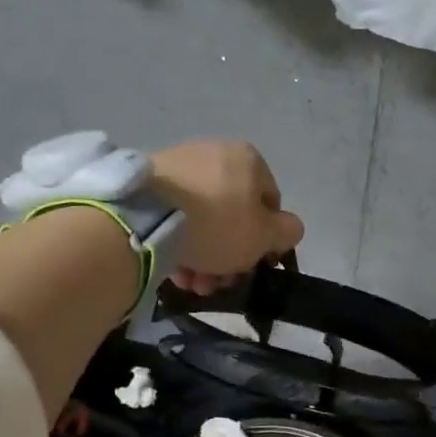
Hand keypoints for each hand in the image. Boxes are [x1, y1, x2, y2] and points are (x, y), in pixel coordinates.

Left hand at [150, 141, 303, 295]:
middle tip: (218, 283)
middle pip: (232, 214)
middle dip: (228, 254)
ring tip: (192, 283)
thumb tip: (289, 228)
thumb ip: (286, 232)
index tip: (251, 266)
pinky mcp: (148, 181)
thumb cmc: (217, 223)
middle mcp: (214, 153)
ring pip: (201, 218)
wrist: (147, 215)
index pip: (269, 202)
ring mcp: (178, 165)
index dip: (265, 239)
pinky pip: (173, 216)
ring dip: (203, 255)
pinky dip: (177, 242)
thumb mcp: (264, 236)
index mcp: (248, 158)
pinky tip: (173, 269)